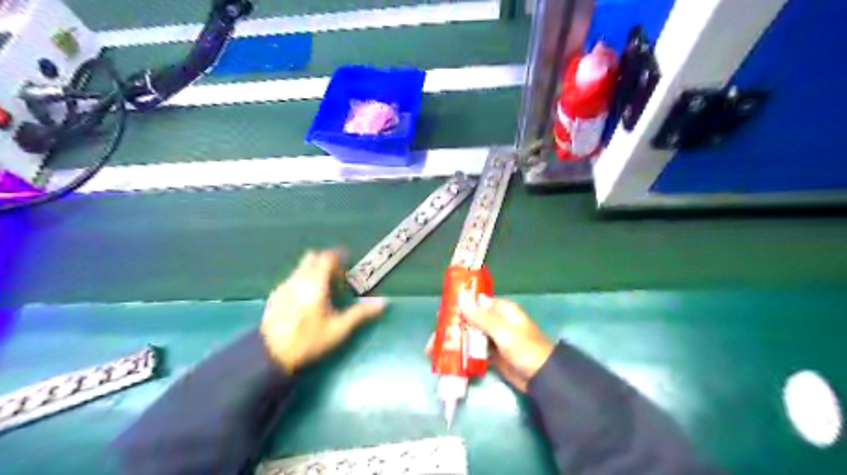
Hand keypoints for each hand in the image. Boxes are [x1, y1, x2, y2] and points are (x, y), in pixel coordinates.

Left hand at [262, 250, 385, 372]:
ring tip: (322, 290)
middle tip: (337, 277)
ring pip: (300, 268)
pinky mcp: (274, 297)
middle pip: (312, 258)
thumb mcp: (339, 330)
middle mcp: (298, 279)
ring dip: (313, 271)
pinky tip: (304, 301)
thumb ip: (360, 314)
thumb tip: (383, 303)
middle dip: (325, 262)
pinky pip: (291, 280)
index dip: (339, 256)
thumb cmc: (308, 341)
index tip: (348, 263)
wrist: (269, 356)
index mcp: (315, 283)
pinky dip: (301, 281)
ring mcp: (283, 287)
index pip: (327, 257)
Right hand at [427, 295, 552, 390]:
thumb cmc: (526, 350)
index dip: (456, 307)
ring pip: (469, 336)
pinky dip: (463, 354)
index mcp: (501, 309)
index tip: (439, 316)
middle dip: (451, 330)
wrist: (544, 378)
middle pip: (468, 321)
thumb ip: (481, 317)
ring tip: (435, 353)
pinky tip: (449, 360)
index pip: (474, 303)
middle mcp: (496, 321)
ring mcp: (493, 338)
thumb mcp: (504, 332)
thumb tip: (460, 298)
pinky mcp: (492, 355)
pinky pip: (474, 351)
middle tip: (432, 342)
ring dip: (454, 343)